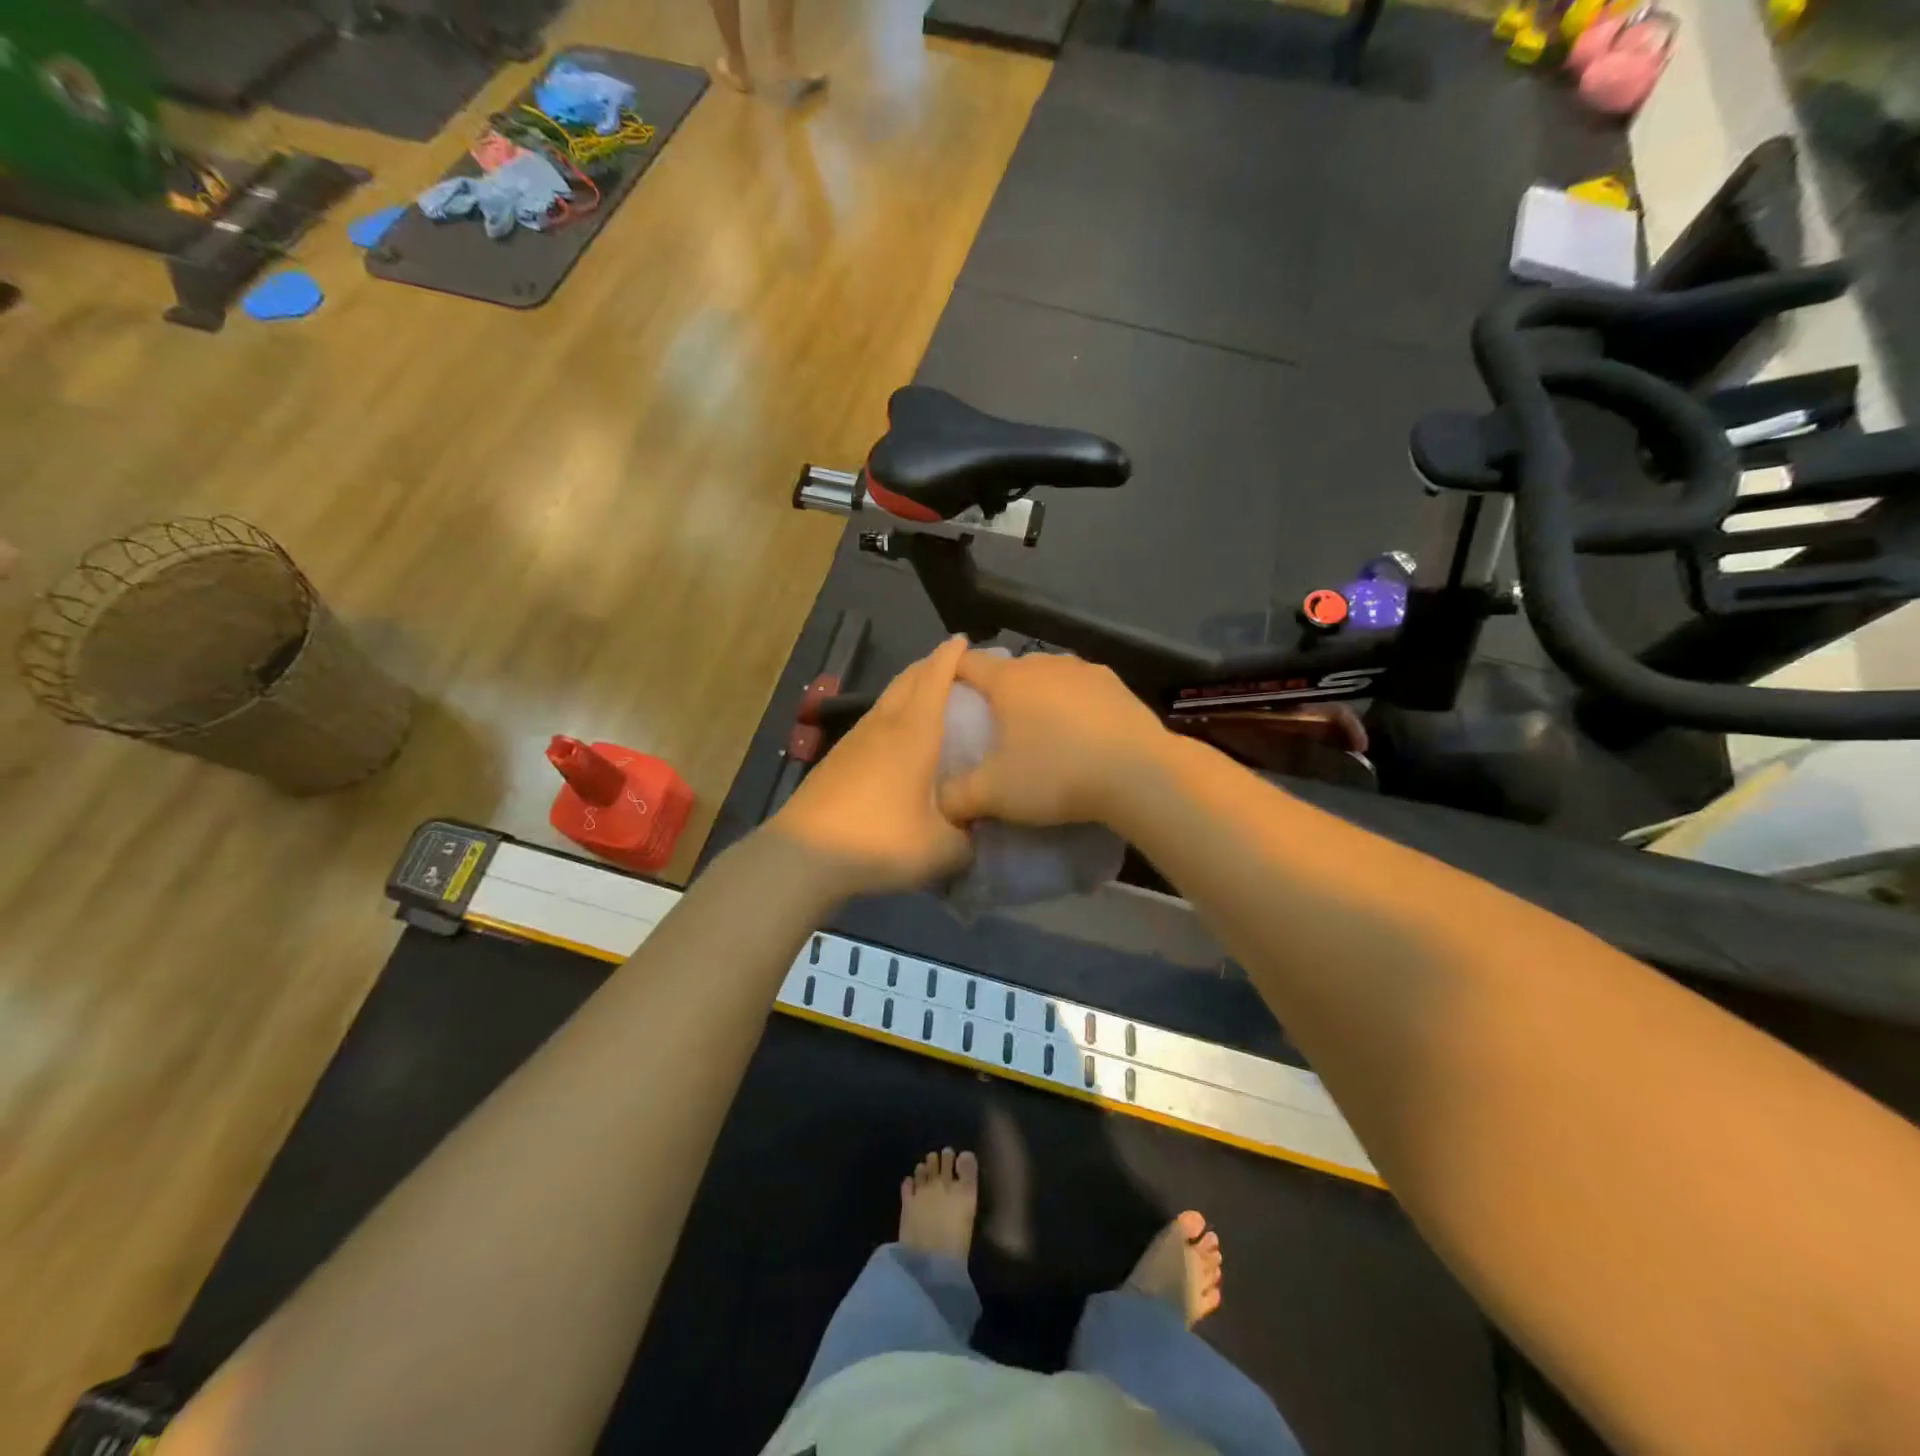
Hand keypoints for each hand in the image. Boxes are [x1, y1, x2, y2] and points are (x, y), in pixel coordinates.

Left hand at [768, 636, 973, 897]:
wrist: (804, 855)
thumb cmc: (880, 840)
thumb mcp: (941, 849)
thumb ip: (968, 840)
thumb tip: (975, 834)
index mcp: (914, 732)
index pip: (935, 677)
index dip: (952, 655)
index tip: (966, 641)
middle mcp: (884, 724)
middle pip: (908, 679)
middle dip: (931, 665)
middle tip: (955, 668)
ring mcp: (855, 739)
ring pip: (887, 699)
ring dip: (909, 689)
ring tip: (930, 700)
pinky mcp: (837, 758)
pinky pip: (873, 721)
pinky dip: (892, 715)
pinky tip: (898, 740)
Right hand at [936, 651, 1167, 827]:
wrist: (1139, 774)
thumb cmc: (1056, 774)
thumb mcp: (994, 794)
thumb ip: (957, 797)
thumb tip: (942, 803)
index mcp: (1009, 680)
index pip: (967, 663)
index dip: (949, 674)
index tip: (944, 693)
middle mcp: (1045, 664)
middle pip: (1010, 670)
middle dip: (997, 691)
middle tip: (992, 725)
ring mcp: (1086, 671)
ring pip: (1049, 678)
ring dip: (1039, 697)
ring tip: (1039, 730)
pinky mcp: (1118, 686)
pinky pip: (1082, 691)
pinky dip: (1073, 706)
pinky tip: (1080, 734)